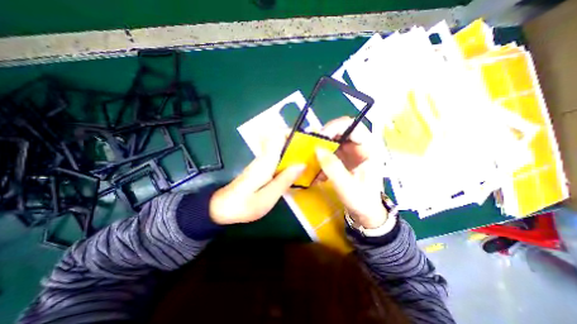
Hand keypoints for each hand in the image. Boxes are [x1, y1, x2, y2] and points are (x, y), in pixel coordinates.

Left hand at [210, 137, 303, 224]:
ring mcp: (262, 162)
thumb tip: (302, 164)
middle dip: (298, 145)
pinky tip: (297, 172)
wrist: (222, 208)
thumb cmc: (244, 205)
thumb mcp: (268, 197)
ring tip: (309, 163)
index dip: (292, 133)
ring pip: (282, 150)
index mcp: (266, 161)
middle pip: (282, 141)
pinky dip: (289, 162)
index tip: (306, 139)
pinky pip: (279, 159)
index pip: (278, 136)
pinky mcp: (262, 168)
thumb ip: (285, 180)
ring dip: (295, 154)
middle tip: (313, 155)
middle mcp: (264, 157)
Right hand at [315, 117, 386, 229]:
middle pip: (340, 131)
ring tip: (312, 163)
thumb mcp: (347, 186)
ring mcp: (352, 152)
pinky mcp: (344, 159)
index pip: (354, 127)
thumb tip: (317, 149)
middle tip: (310, 148)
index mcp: (370, 149)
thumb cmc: (362, 201)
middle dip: (324, 139)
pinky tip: (318, 173)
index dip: (335, 127)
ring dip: (321, 150)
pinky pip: (330, 153)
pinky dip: (321, 160)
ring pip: (333, 142)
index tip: (319, 138)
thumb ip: (333, 167)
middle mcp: (361, 146)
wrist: (365, 213)